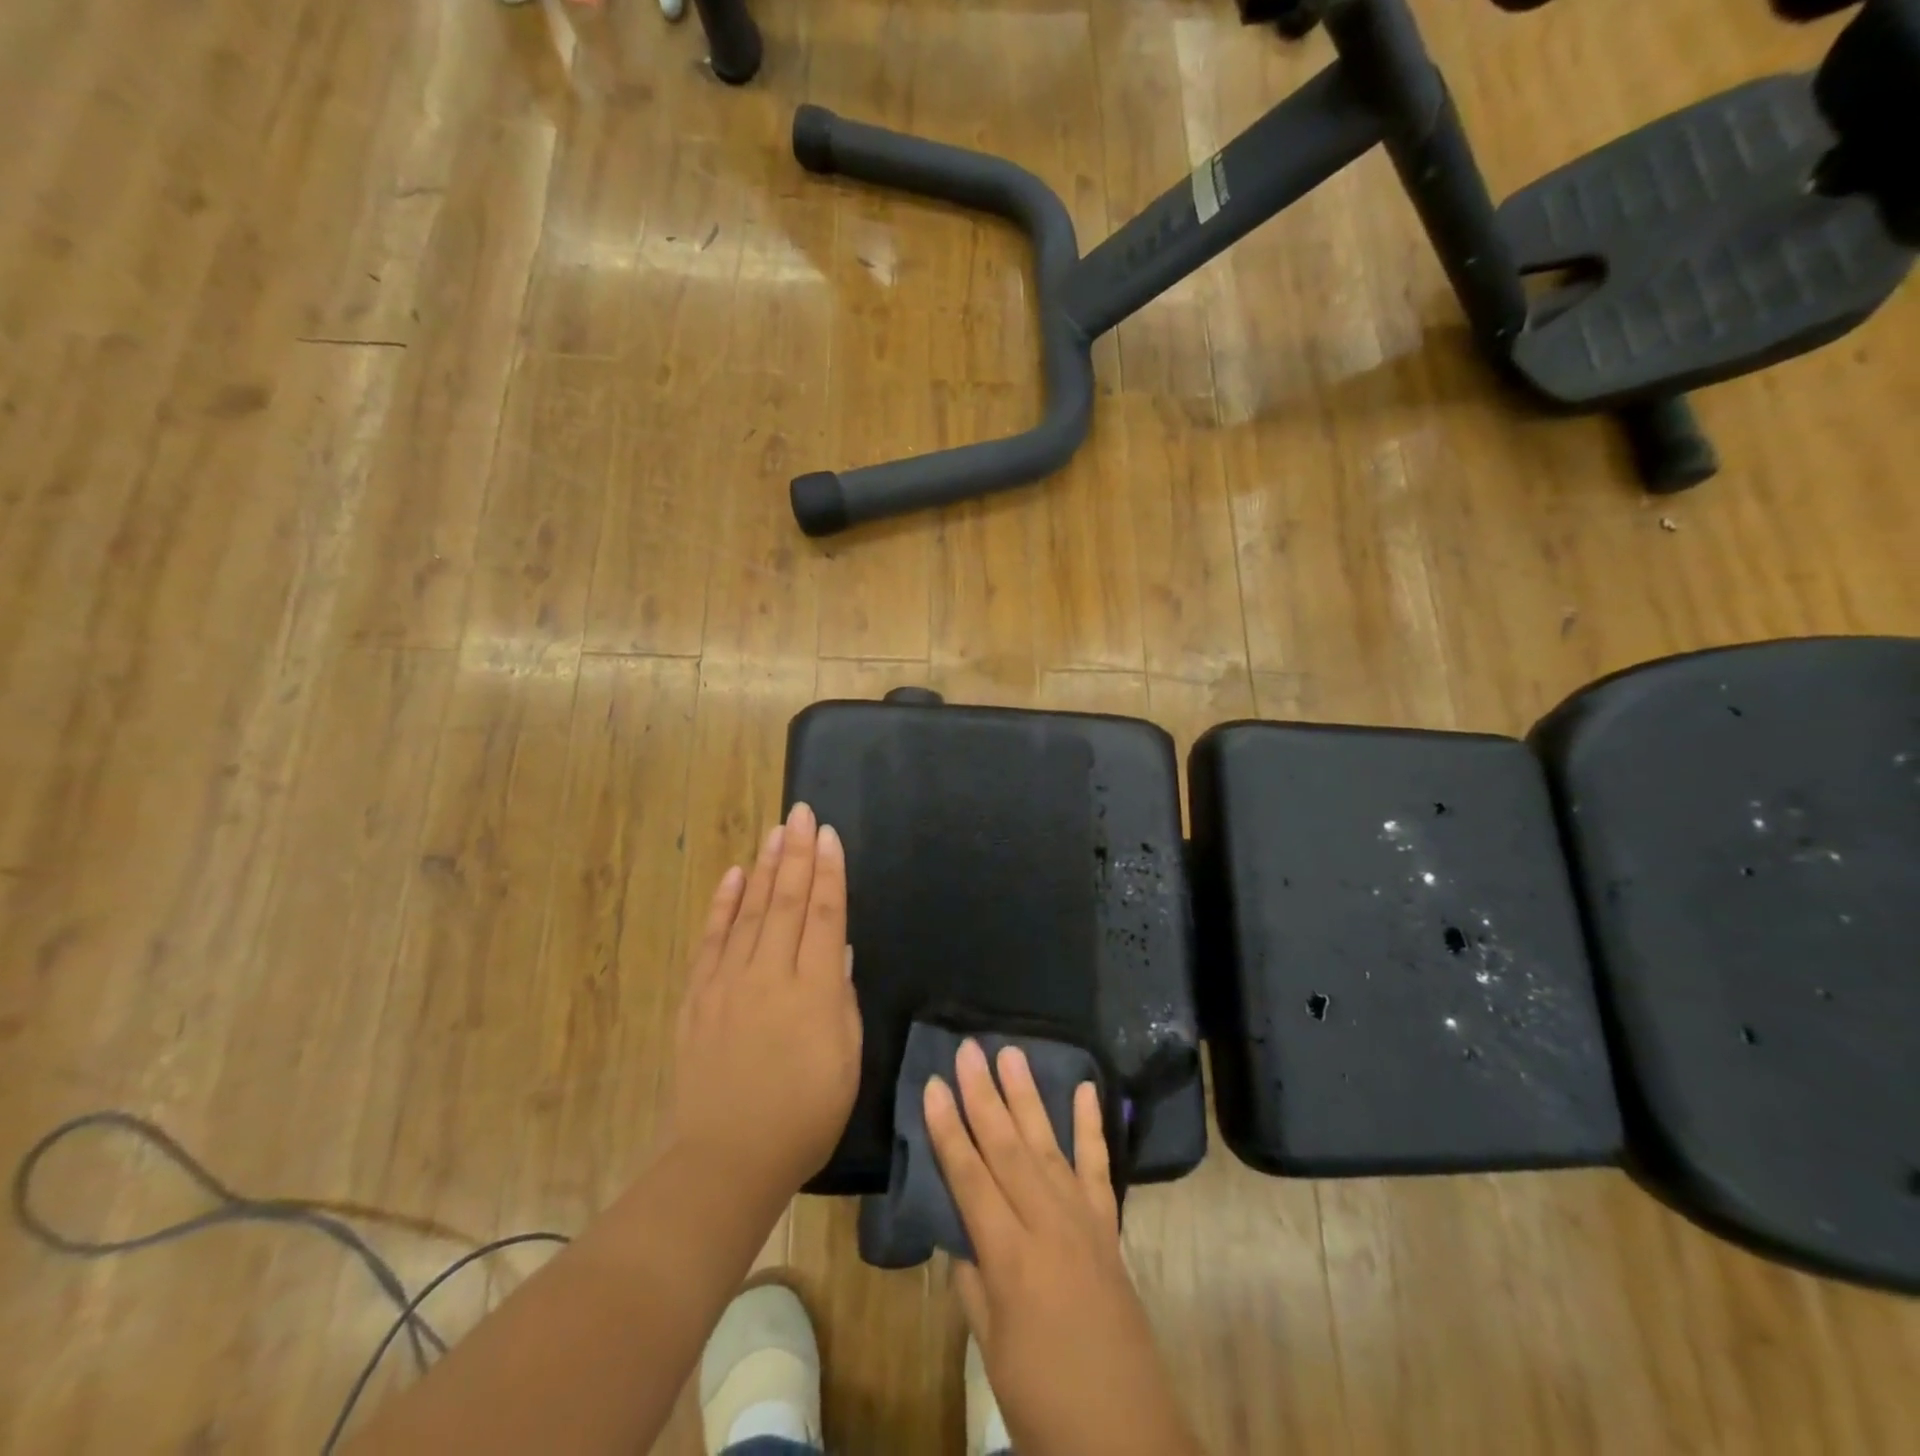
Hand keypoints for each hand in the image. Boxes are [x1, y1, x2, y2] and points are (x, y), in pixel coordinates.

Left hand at [667, 802, 861, 1205]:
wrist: (728, 1157)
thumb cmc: (805, 1114)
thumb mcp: (845, 1059)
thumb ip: (841, 998)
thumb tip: (838, 951)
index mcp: (814, 988)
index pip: (825, 914)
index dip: (829, 871)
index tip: (829, 835)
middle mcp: (770, 973)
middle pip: (787, 900)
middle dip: (797, 853)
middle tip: (801, 813)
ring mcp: (729, 982)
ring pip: (751, 911)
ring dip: (764, 868)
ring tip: (776, 832)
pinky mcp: (699, 996)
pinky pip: (711, 940)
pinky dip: (723, 905)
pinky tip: (733, 876)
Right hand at [925, 1041, 1201, 1455]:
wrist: (1127, 1437)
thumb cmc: (1045, 1402)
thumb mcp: (991, 1350)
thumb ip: (973, 1283)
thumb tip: (961, 1233)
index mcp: (1010, 1258)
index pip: (970, 1177)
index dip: (948, 1129)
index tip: (932, 1084)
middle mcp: (1047, 1225)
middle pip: (1007, 1147)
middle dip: (983, 1095)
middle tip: (969, 1048)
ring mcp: (1083, 1221)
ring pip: (1049, 1145)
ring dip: (1028, 1097)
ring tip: (1012, 1054)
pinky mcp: (1109, 1228)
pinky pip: (1099, 1168)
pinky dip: (1092, 1127)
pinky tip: (1086, 1090)